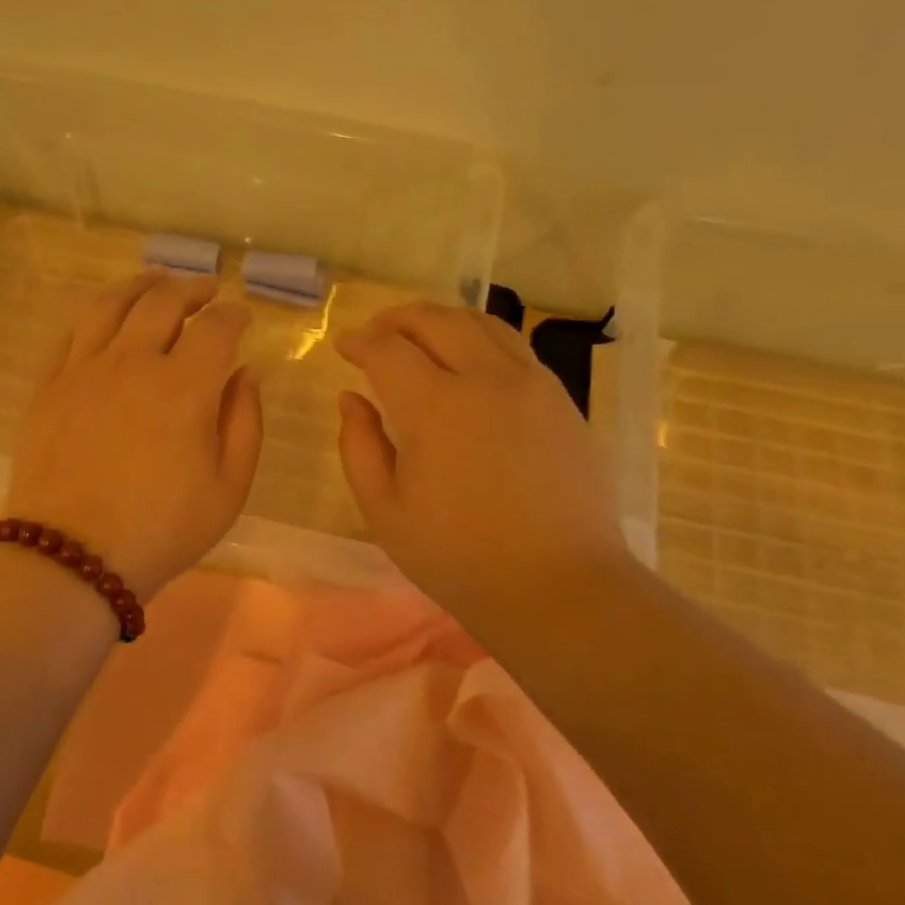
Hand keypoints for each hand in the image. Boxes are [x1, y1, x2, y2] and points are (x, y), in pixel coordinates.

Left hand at [7, 271, 261, 600]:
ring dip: (141, 285)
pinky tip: (106, 317)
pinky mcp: (48, 385)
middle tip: (206, 291)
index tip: (241, 316)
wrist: (73, 557)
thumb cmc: (162, 530)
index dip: (233, 314)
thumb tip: (246, 373)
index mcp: (184, 387)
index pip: (215, 327)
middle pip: (163, 301)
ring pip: (112, 304)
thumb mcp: (229, 489)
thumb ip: (244, 423)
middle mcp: (133, 362)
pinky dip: (96, 314)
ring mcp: (83, 370)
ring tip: (156, 281)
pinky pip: (72, 332)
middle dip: (192, 289)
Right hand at [335, 302, 630, 626]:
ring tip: (420, 336)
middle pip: (437, 320)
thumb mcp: (385, 511)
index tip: (344, 347)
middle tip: (376, 332)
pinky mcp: (561, 400)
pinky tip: (470, 362)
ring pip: (482, 323)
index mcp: (437, 407)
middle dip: (398, 319)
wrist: (557, 586)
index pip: (389, 350)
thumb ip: (359, 447)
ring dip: (442, 320)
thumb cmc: (459, 558)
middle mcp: (487, 379)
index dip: (360, 342)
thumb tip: (351, 399)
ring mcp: (533, 384)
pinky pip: (515, 347)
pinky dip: (481, 338)